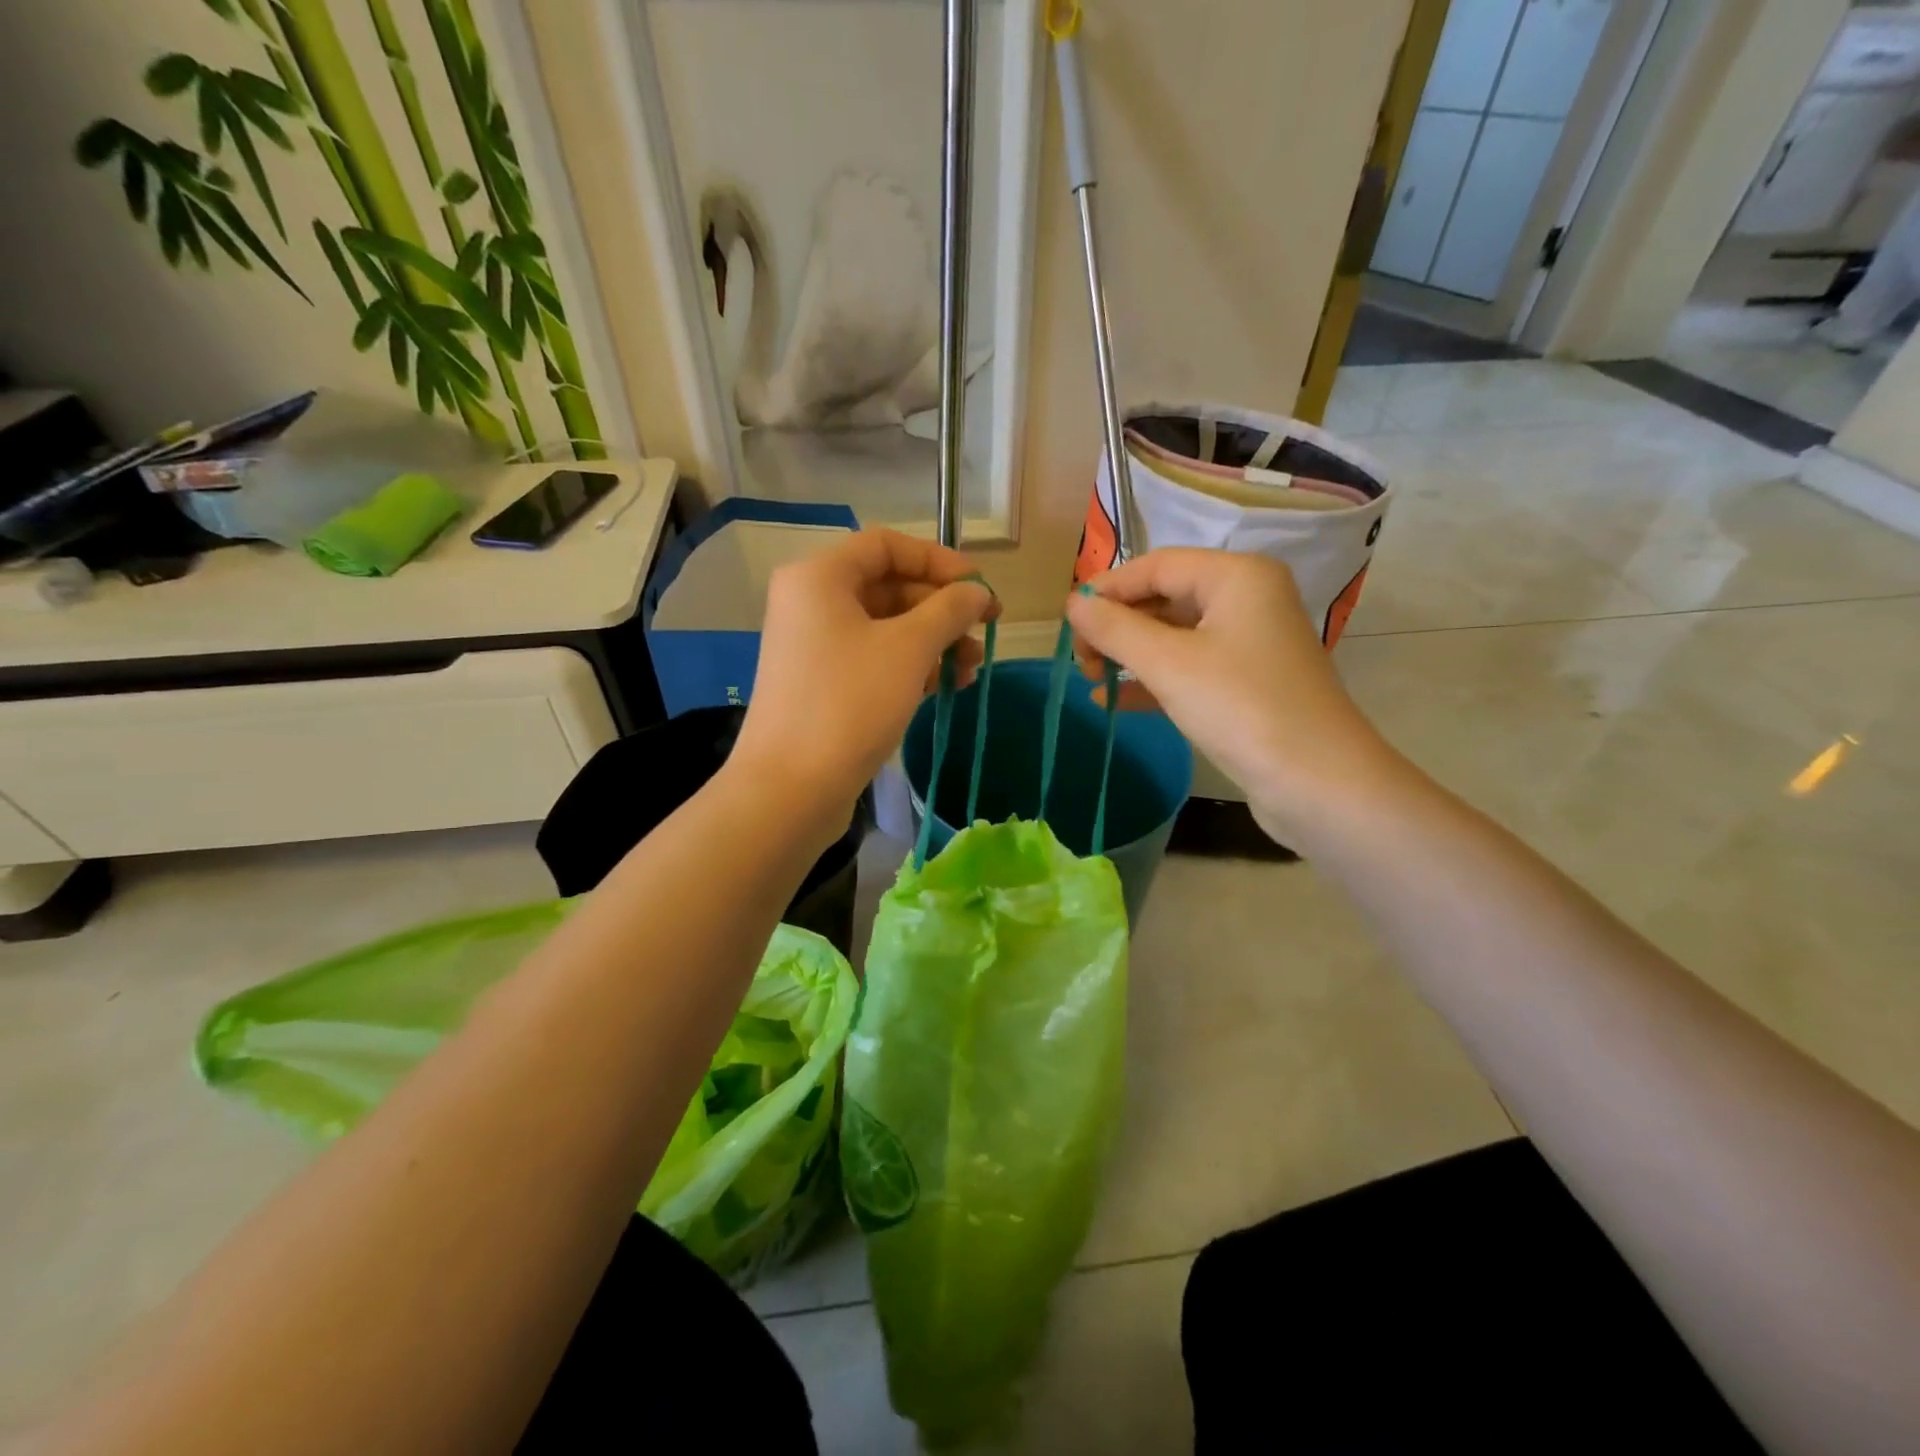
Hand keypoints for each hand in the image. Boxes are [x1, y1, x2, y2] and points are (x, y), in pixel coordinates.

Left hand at [733, 528, 994, 819]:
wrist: (790, 789)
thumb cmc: (849, 703)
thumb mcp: (909, 649)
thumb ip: (949, 610)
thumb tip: (978, 591)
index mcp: (819, 577)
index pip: (887, 545)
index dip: (939, 561)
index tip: (980, 588)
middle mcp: (811, 603)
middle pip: (888, 587)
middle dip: (942, 610)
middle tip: (984, 633)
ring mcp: (814, 647)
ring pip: (885, 628)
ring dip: (933, 643)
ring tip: (970, 670)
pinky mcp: (821, 685)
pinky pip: (873, 659)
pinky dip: (909, 667)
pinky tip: (943, 688)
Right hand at [1066, 549, 1401, 843]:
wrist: (1318, 783)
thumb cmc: (1241, 708)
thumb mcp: (1168, 664)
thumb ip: (1115, 629)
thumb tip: (1073, 604)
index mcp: (1236, 576)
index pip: (1155, 565)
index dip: (1106, 590)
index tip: (1067, 623)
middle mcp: (1247, 598)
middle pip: (1164, 596)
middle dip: (1117, 625)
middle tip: (1080, 659)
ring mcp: (1249, 642)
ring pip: (1173, 634)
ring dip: (1130, 653)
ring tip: (1091, 678)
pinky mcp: (1247, 682)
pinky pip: (1188, 667)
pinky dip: (1152, 679)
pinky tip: (1113, 700)